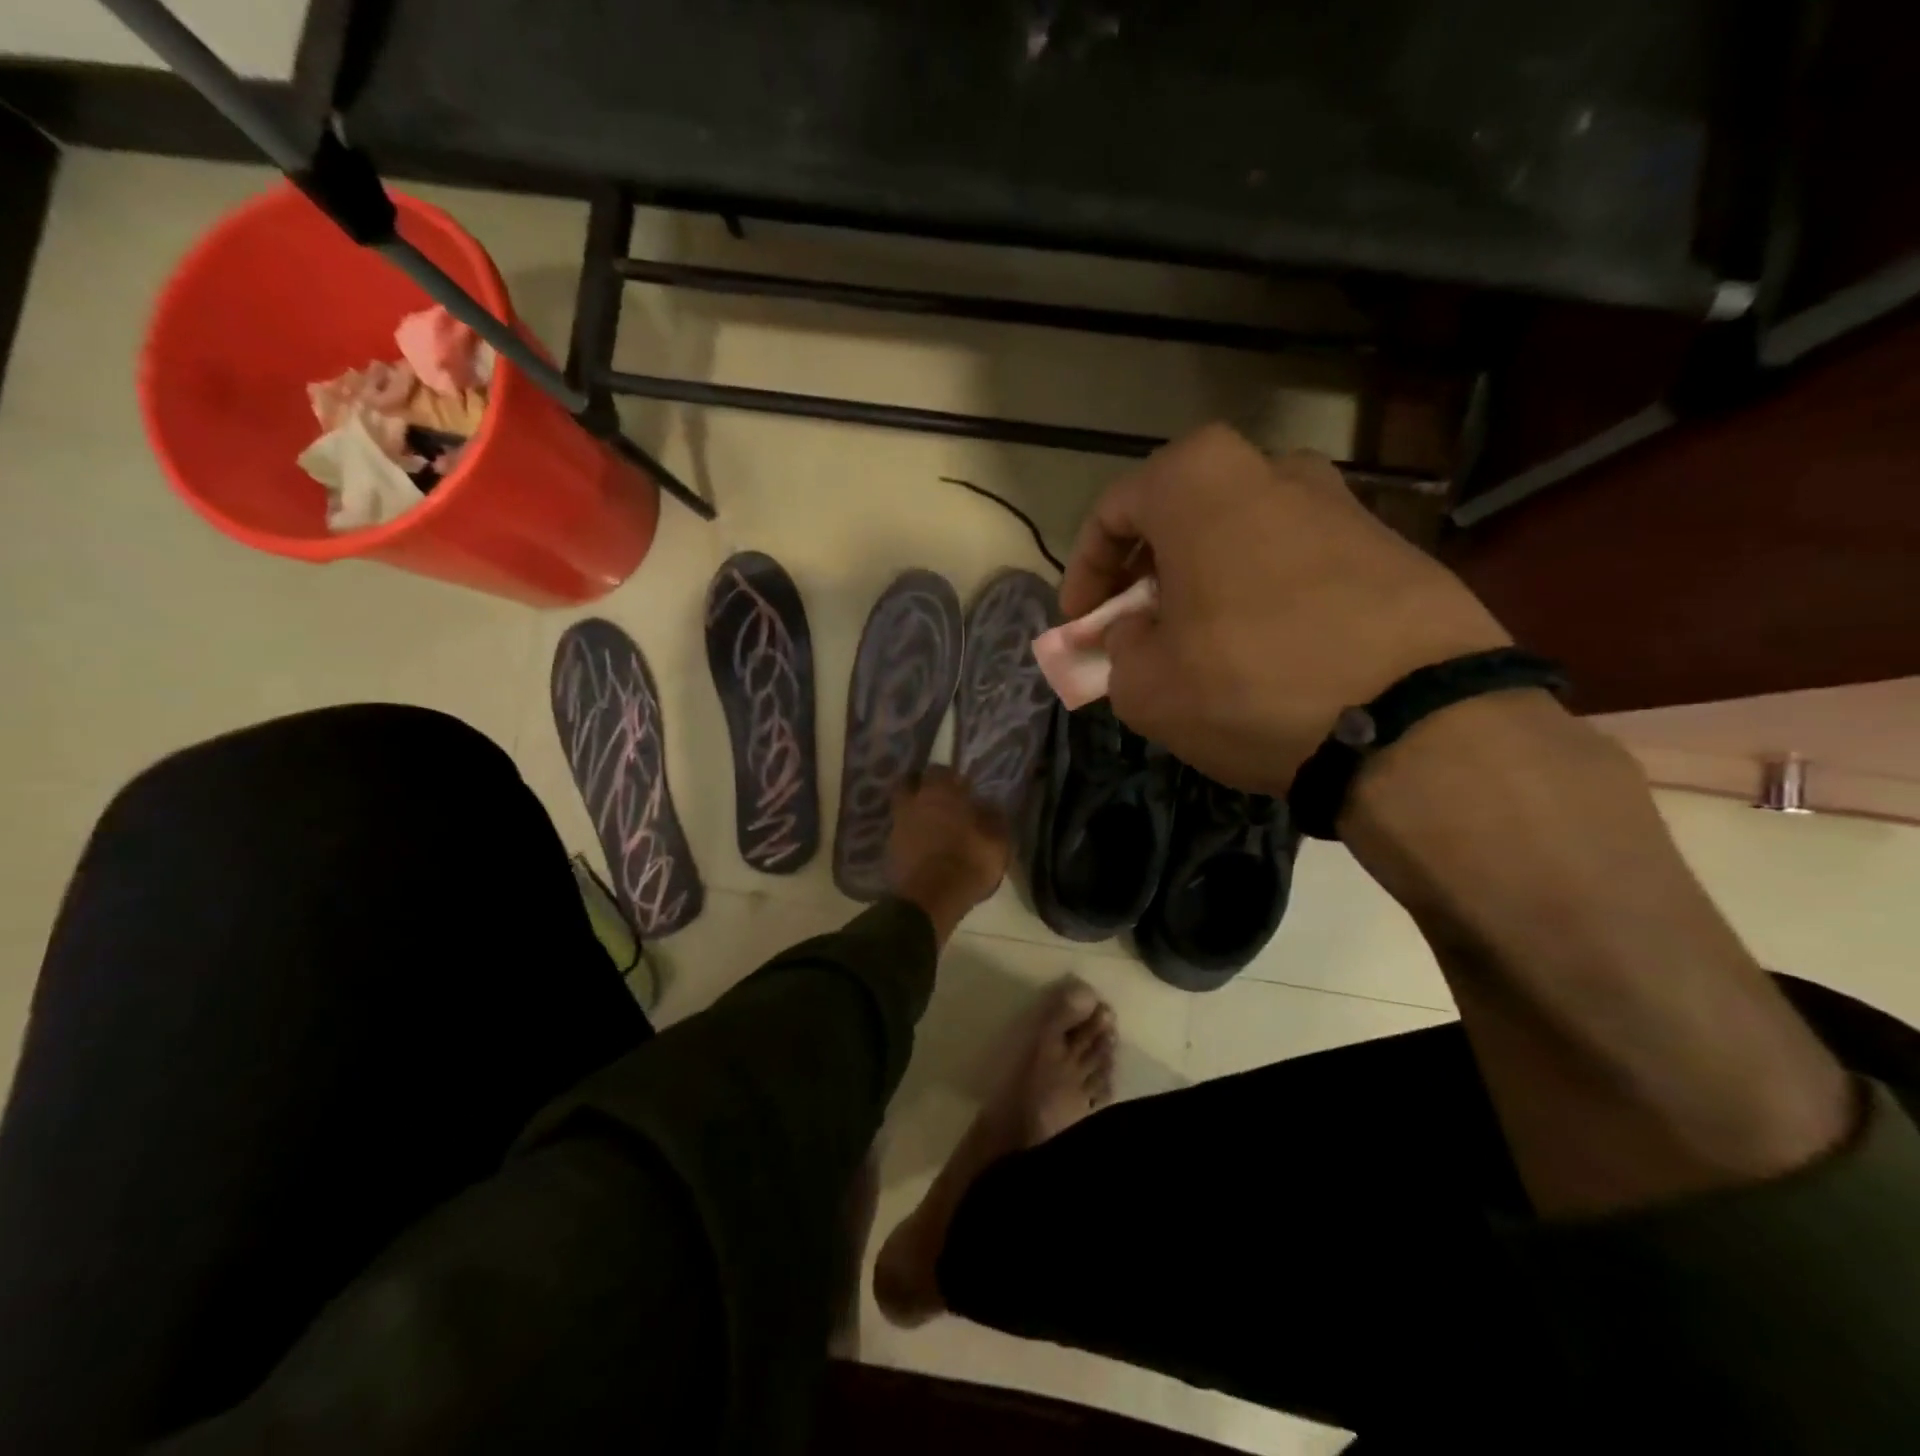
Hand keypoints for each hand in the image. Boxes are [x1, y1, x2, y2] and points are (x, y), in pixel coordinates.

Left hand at [886, 767, 1010, 938]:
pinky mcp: (888, 848)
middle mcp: (913, 801)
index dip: (951, 778)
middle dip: (922, 788)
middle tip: (940, 800)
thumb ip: (994, 818)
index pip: (940, 770)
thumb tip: (990, 805)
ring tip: (931, 824)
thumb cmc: (967, 863)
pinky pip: (900, 832)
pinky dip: (909, 834)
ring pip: (903, 808)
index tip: (963, 789)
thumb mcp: (997, 842)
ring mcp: (897, 824)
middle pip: (911, 783)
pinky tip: (922, 845)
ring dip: (915, 812)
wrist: (929, 900)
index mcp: (940, 793)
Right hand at [1062, 424, 1510, 794]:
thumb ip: (1118, 648)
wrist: (1418, 721)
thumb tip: (1136, 633)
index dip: (1085, 571)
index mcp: (1199, 484)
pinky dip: (1266, 594)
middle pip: (1182, 514)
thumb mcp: (1145, 685)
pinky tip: (1269, 650)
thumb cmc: (1251, 685)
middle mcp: (1272, 471)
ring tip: (1204, 641)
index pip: (1113, 510)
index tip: (1081, 623)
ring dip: (1209, 580)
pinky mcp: (1393, 547)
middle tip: (1139, 625)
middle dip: (1148, 570)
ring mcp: (1342, 504)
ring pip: (1244, 535)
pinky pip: (1299, 561)